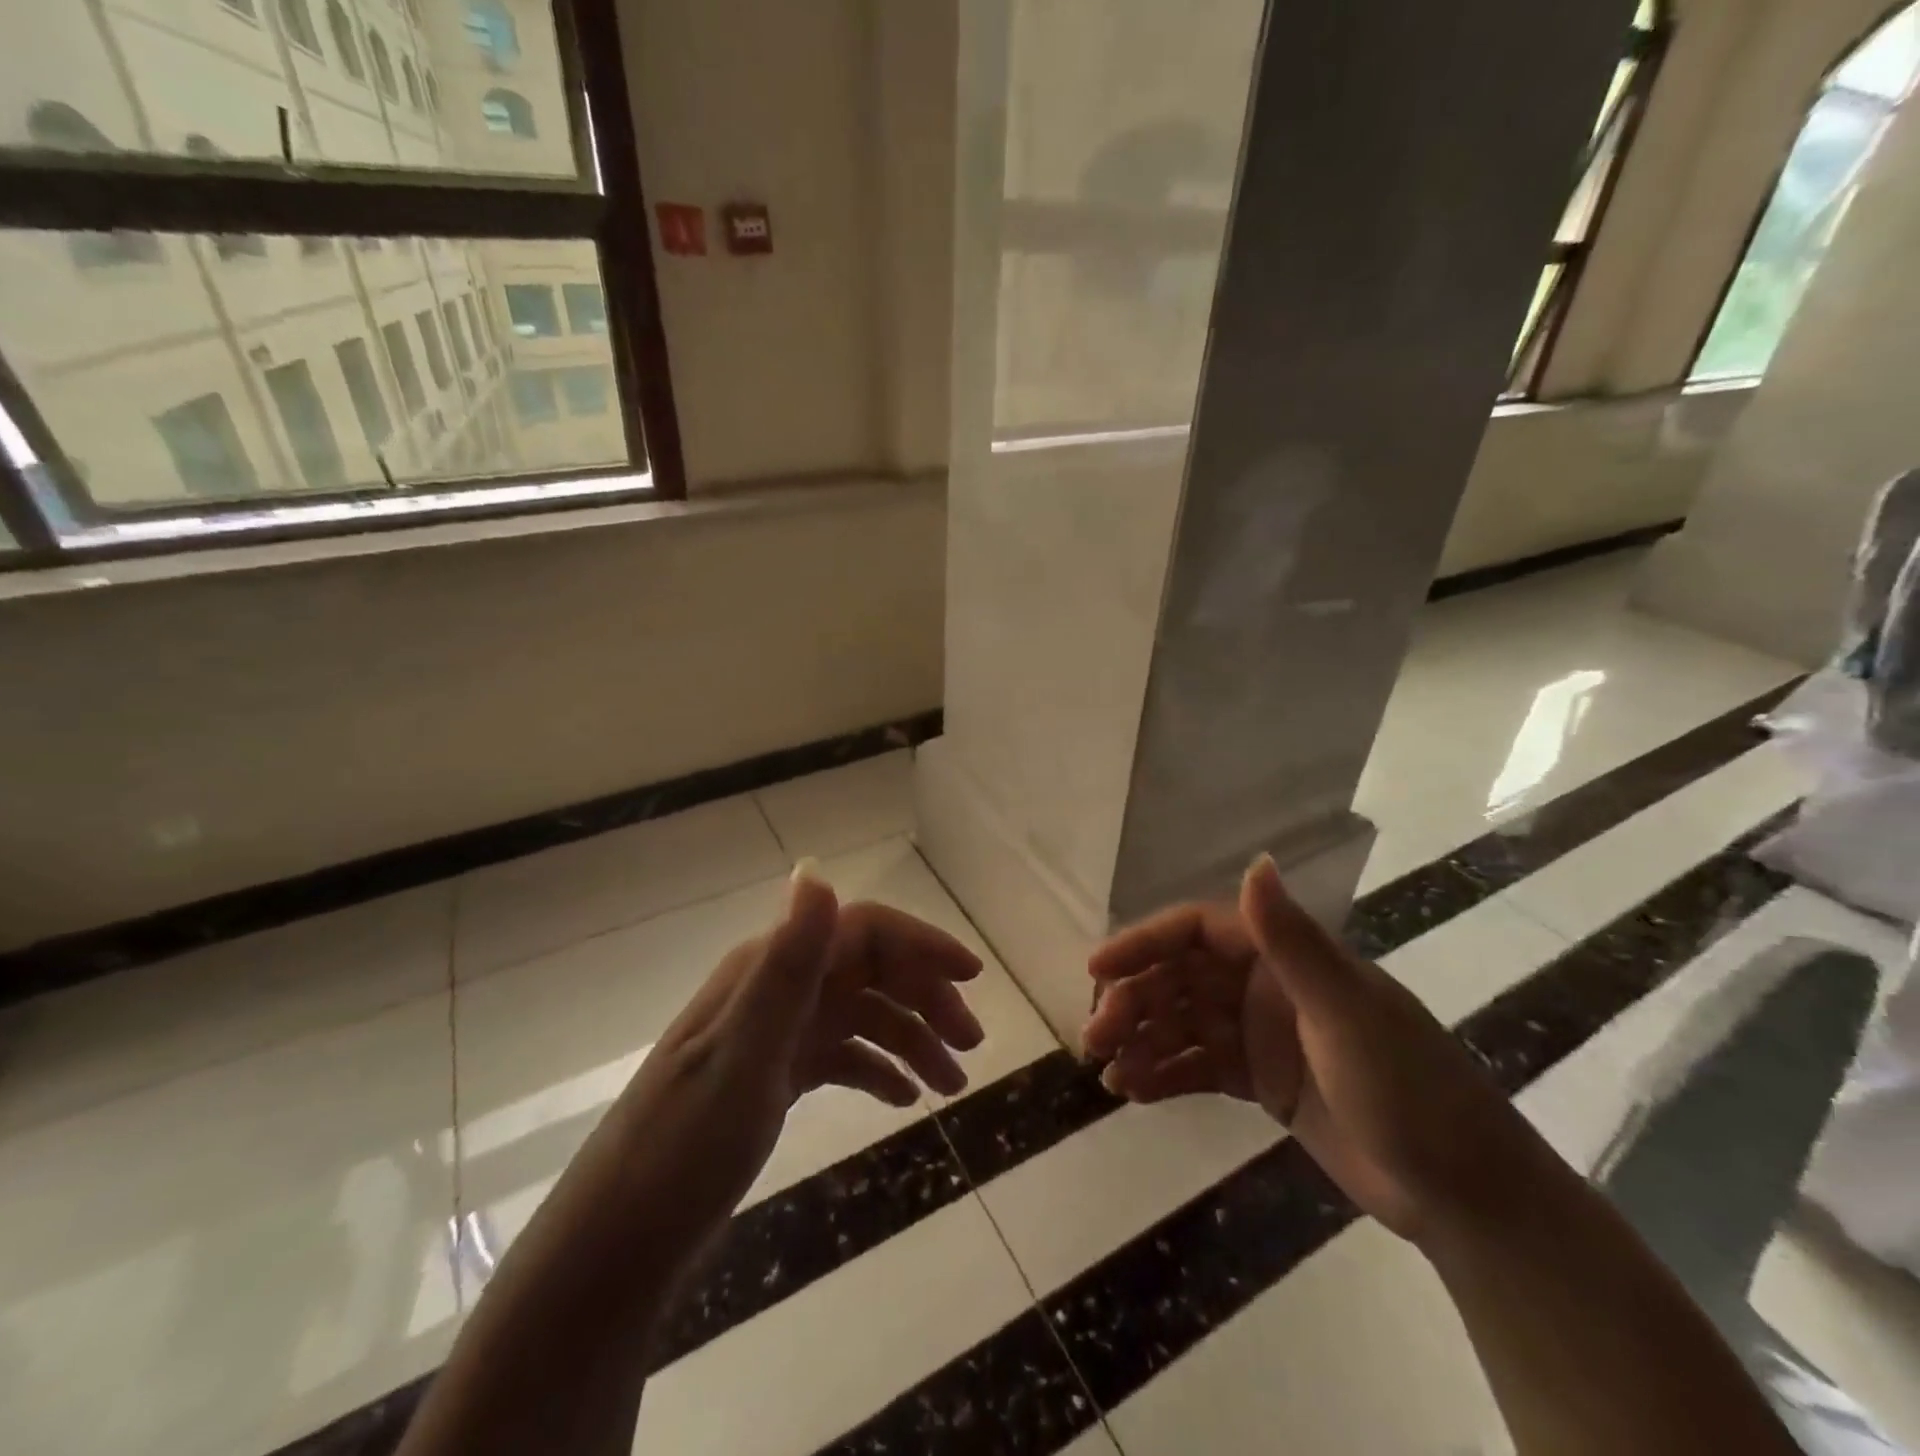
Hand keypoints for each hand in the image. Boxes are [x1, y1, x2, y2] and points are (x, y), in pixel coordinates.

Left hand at [605, 864, 985, 1237]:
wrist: (617, 1245)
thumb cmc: (683, 1150)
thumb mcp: (743, 1056)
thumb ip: (785, 964)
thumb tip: (816, 869)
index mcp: (769, 970)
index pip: (861, 930)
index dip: (920, 944)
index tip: (973, 977)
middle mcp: (775, 990)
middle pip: (869, 970)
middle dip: (926, 997)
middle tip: (972, 1045)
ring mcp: (774, 1034)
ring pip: (861, 1015)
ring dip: (910, 1038)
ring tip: (951, 1085)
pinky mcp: (772, 1076)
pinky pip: (841, 1056)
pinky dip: (877, 1068)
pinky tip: (903, 1098)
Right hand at [1084, 855, 1547, 1242]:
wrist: (1465, 1196)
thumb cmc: (1408, 1090)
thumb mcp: (1345, 1013)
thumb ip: (1292, 941)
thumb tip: (1256, 860)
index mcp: (1285, 958)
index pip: (1196, 932)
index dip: (1143, 943)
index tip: (1097, 968)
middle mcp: (1265, 986)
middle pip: (1179, 979)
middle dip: (1133, 1001)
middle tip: (1095, 1036)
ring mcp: (1261, 1034)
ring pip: (1181, 1023)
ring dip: (1140, 1040)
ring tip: (1106, 1071)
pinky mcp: (1261, 1080)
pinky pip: (1197, 1066)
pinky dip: (1163, 1074)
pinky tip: (1132, 1091)